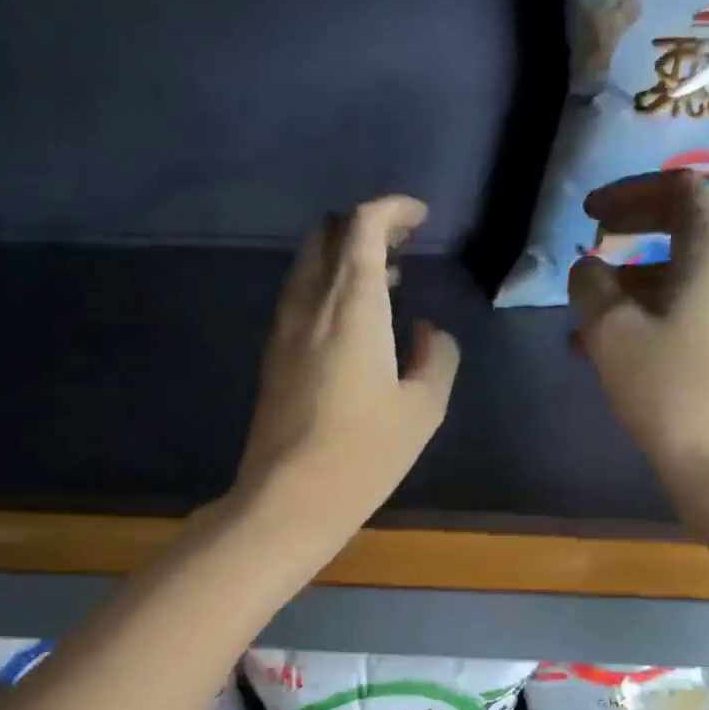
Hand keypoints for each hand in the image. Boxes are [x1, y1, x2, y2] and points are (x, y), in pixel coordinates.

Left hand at [236, 197, 460, 532]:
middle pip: (327, 234)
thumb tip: (428, 333)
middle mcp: (310, 305)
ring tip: (384, 283)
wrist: (288, 499)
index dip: (392, 210)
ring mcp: (283, 330)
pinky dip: (326, 288)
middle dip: (364, 226)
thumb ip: (437, 359)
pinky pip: (298, 298)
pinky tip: (351, 323)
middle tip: (401, 247)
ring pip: (307, 265)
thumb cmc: (364, 454)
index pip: (362, 226)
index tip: (419, 219)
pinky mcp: (272, 358)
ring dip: (343, 257)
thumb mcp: (423, 409)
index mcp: (353, 306)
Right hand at [570, 171, 708, 487]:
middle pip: (690, 222)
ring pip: (687, 269)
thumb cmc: (668, 387)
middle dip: (638, 227)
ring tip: (590, 308)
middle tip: (596, 241)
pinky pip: (692, 303)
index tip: (588, 215)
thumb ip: (592, 286)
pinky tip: (613, 343)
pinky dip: (654, 306)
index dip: (630, 193)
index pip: (679, 189)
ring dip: (638, 275)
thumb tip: (586, 266)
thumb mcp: (612, 333)